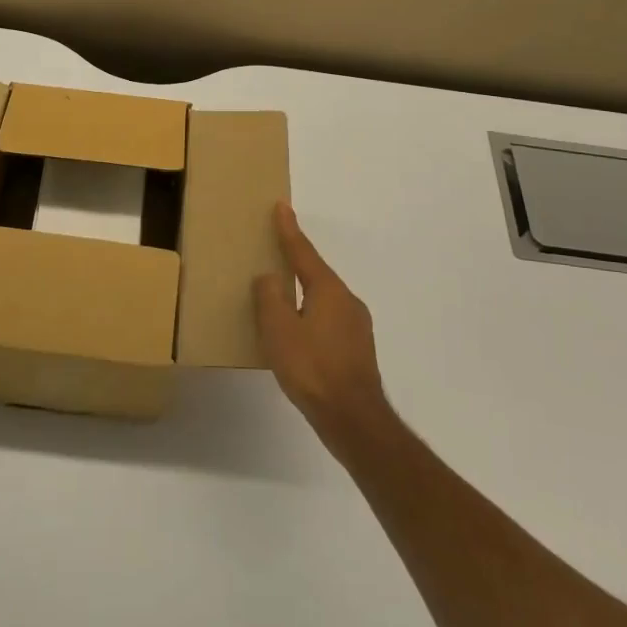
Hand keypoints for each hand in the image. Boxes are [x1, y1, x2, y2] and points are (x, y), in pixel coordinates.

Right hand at [254, 203, 391, 450]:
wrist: (354, 419)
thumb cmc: (312, 368)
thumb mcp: (279, 330)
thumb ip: (270, 298)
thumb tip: (269, 278)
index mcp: (327, 290)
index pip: (303, 252)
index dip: (289, 230)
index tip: (282, 207)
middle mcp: (347, 300)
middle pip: (316, 273)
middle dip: (297, 262)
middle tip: (276, 251)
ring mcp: (357, 326)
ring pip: (324, 299)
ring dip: (304, 293)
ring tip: (283, 297)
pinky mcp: (358, 350)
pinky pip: (329, 320)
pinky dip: (311, 316)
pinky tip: (300, 334)